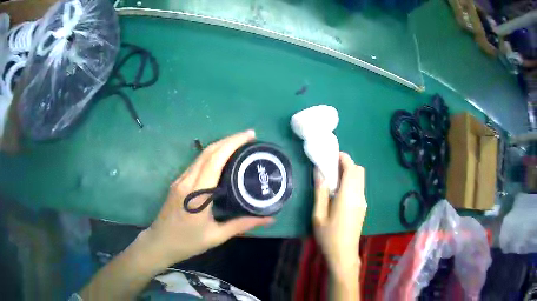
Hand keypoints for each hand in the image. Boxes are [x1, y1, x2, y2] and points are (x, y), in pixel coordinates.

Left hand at [142, 130, 273, 266]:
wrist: (159, 243)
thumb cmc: (187, 242)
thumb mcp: (216, 236)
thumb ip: (242, 225)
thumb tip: (269, 219)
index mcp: (196, 193)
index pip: (215, 159)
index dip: (232, 143)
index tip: (250, 136)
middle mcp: (186, 181)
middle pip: (208, 152)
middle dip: (228, 140)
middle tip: (249, 137)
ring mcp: (180, 180)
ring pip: (201, 155)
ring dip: (220, 146)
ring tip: (239, 146)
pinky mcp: (177, 183)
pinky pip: (196, 164)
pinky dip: (211, 156)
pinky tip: (222, 160)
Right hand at [313, 152, 366, 279]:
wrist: (343, 255)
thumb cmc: (328, 236)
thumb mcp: (319, 215)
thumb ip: (320, 192)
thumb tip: (320, 172)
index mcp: (348, 196)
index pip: (351, 168)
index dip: (344, 158)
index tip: (333, 155)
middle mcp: (359, 196)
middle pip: (359, 171)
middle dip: (347, 164)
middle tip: (331, 167)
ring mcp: (363, 202)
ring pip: (361, 179)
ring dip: (350, 173)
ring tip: (334, 178)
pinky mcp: (363, 208)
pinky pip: (359, 187)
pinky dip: (352, 182)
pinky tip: (339, 192)